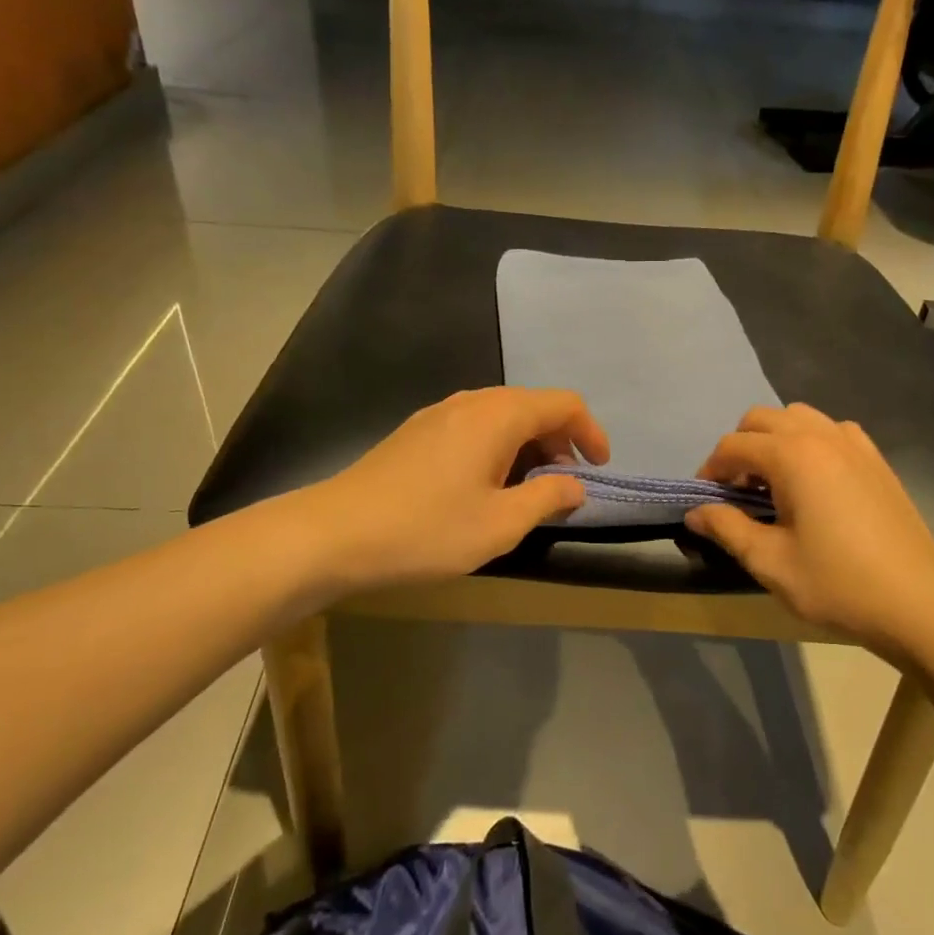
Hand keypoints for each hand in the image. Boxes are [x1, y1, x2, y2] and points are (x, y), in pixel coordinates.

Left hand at [303, 388, 608, 592]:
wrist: (334, 533)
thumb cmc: (426, 529)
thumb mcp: (500, 524)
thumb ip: (548, 498)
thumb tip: (575, 485)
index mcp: (499, 415)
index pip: (564, 404)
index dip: (591, 433)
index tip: (599, 469)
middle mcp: (472, 401)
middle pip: (533, 406)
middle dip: (560, 442)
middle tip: (564, 487)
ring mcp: (439, 413)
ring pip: (502, 416)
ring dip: (528, 447)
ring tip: (527, 491)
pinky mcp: (417, 431)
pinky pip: (475, 427)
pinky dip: (498, 448)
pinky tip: (484, 486)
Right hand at [686, 404, 933, 654]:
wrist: (917, 602)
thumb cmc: (837, 583)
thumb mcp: (770, 561)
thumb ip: (727, 528)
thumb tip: (694, 512)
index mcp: (792, 455)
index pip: (733, 446)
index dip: (710, 471)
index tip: (705, 503)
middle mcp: (821, 435)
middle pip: (762, 419)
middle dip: (739, 449)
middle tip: (736, 493)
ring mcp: (854, 443)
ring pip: (797, 418)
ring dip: (774, 441)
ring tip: (773, 485)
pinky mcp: (875, 459)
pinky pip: (831, 431)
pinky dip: (810, 443)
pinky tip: (813, 482)